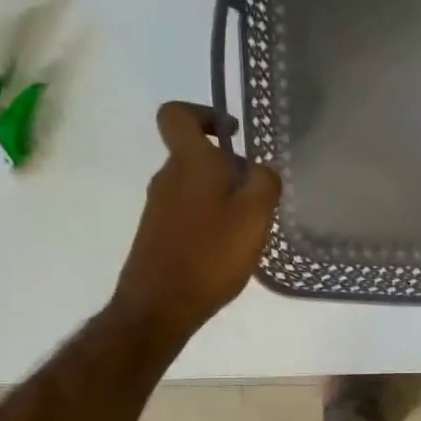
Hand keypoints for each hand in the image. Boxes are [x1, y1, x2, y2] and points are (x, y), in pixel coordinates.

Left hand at [110, 102, 281, 342]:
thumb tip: (259, 170)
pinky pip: (188, 213)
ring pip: (195, 186)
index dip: (204, 114)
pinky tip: (227, 250)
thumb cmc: (210, 255)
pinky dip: (210, 221)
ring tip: (247, 228)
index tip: (231, 133)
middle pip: (195, 155)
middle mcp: (167, 177)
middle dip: (228, 167)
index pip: (177, 115)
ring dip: (222, 197)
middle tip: (257, 195)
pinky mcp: (157, 234)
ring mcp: (158, 207)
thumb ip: (264, 182)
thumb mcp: (254, 215)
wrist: (159, 306)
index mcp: (189, 162)